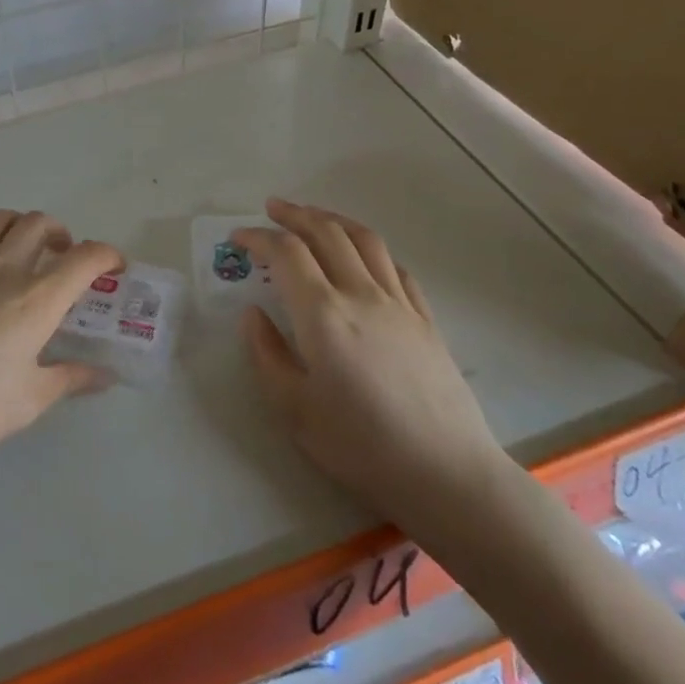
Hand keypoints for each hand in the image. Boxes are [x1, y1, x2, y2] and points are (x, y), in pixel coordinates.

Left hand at [0, 209, 120, 476]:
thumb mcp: (28, 401)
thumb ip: (70, 380)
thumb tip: (104, 375)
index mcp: (35, 299)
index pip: (84, 258)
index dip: (106, 254)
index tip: (114, 266)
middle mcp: (1, 270)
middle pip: (38, 224)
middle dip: (60, 232)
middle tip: (63, 256)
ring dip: (18, 225)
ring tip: (21, 249)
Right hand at [238, 197, 510, 530]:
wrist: (446, 474)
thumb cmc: (361, 446)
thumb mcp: (294, 409)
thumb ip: (267, 353)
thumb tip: (252, 314)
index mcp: (323, 313)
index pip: (286, 253)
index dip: (258, 237)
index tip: (238, 239)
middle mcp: (360, 293)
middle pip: (326, 232)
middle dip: (294, 214)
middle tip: (271, 208)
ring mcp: (398, 302)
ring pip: (364, 239)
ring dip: (333, 219)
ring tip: (313, 216)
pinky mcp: (425, 318)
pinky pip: (394, 266)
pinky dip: (369, 248)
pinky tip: (362, 256)